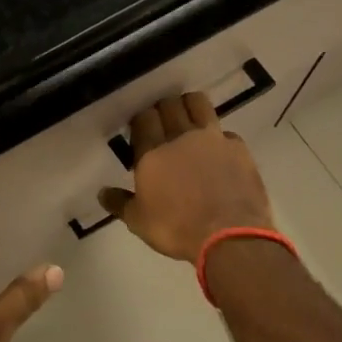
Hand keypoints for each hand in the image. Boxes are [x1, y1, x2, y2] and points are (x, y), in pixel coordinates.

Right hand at [98, 93, 273, 263]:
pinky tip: (217, 152)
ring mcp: (213, 139)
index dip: (141, 120)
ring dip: (190, 106)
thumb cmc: (177, 229)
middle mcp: (181, 137)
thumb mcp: (139, 222)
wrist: (230, 237)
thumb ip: (120, 203)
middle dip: (163, 109)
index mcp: (153, 152)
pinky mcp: (238, 148)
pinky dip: (219, 137)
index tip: (140, 130)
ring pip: (199, 104)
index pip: (143, 118)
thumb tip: (102, 192)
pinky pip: (225, 132)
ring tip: (188, 120)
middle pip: (169, 105)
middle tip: (162, 123)